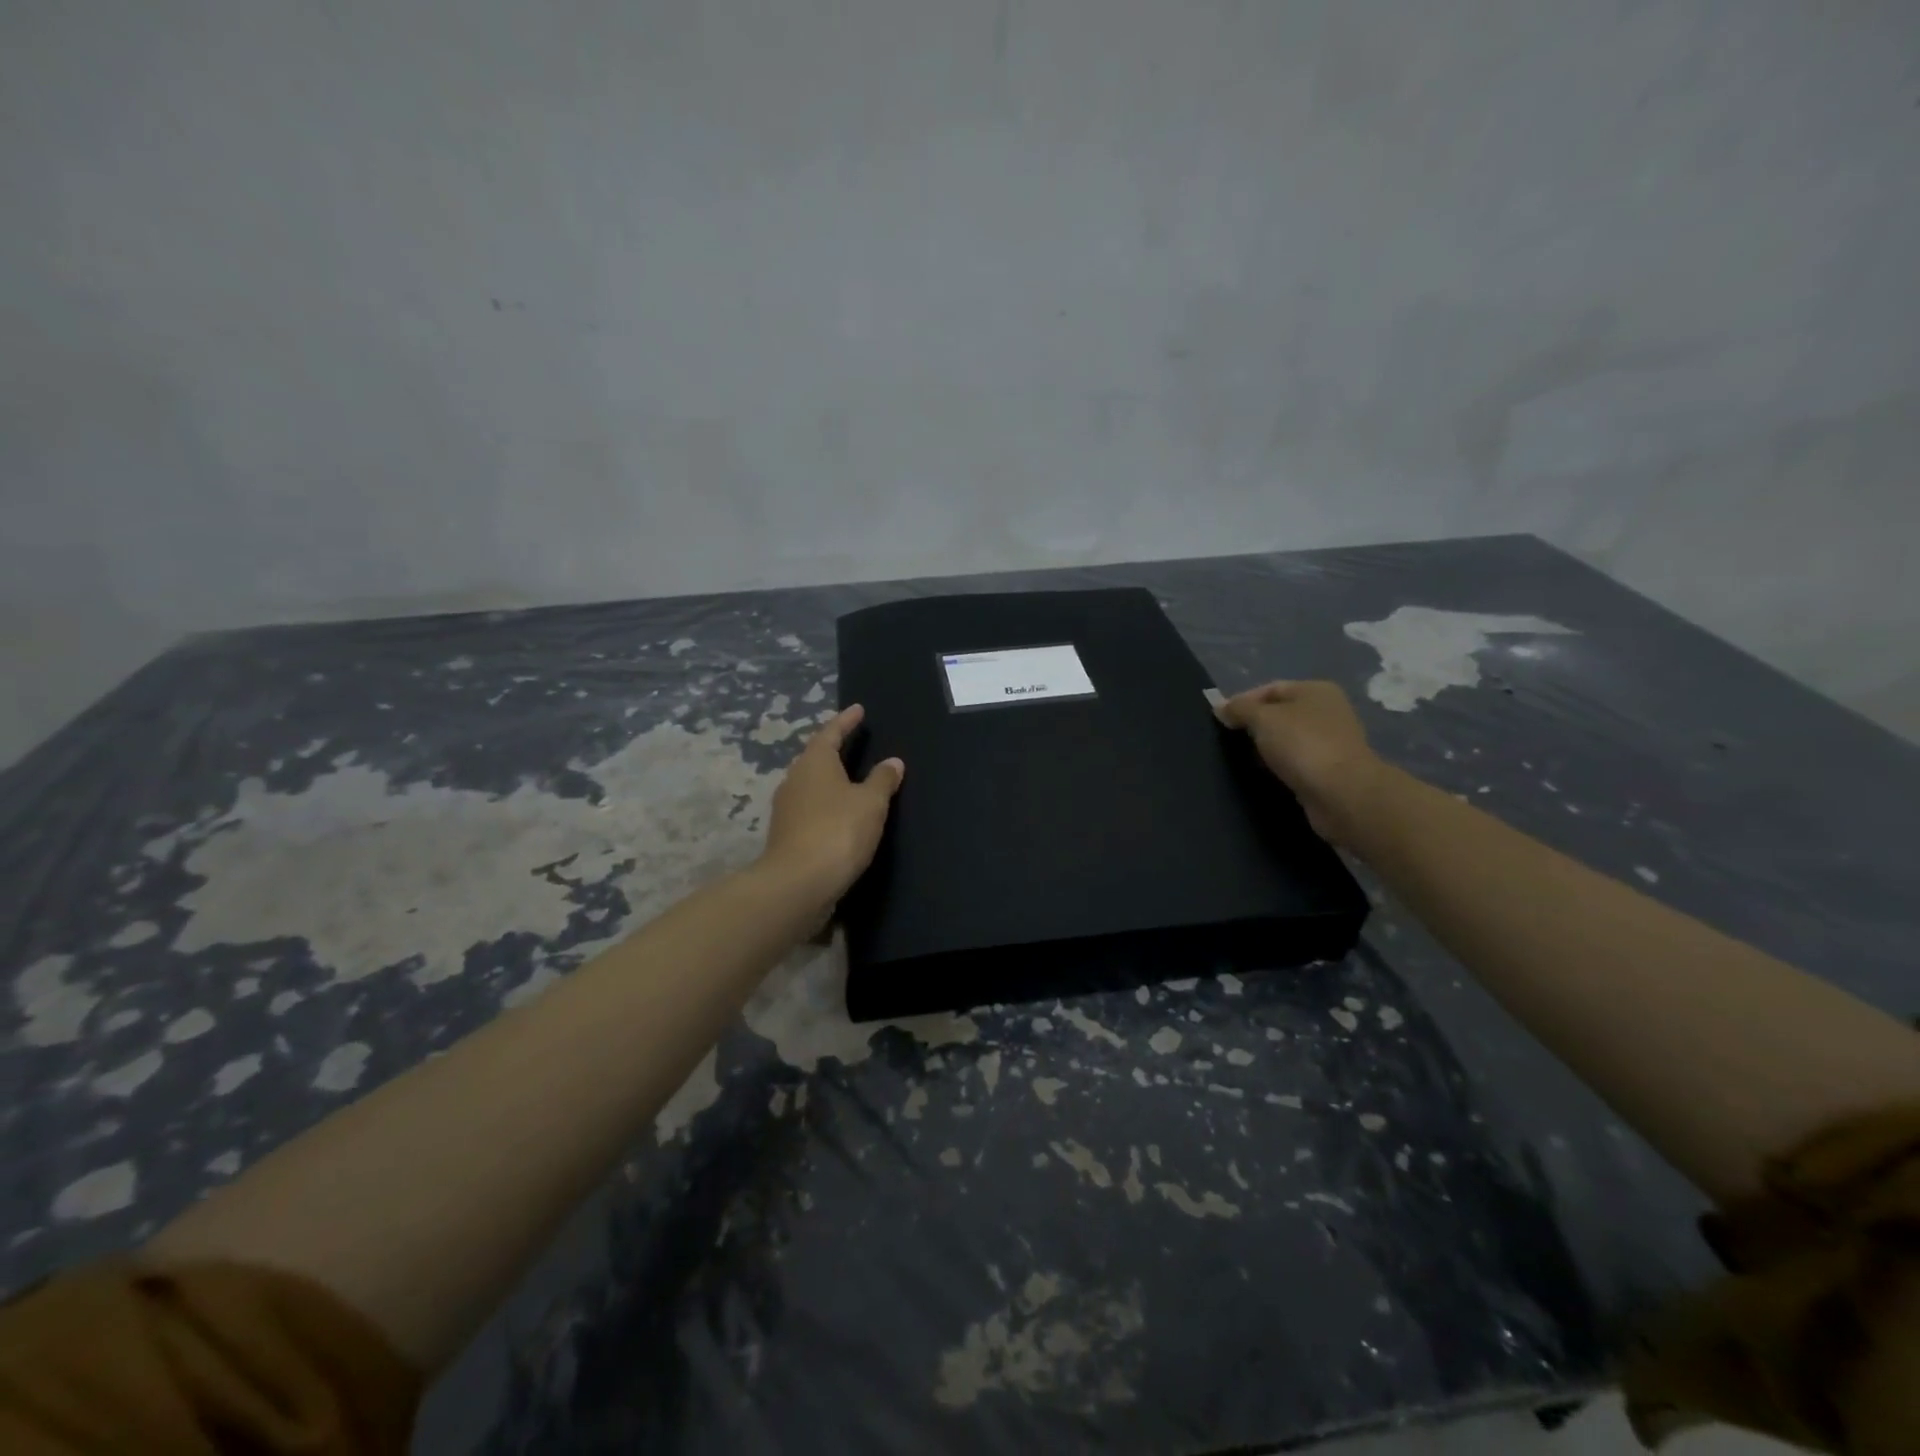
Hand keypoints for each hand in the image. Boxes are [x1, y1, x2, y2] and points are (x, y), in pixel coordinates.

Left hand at [759, 704, 904, 905]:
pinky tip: (839, 813)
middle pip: (815, 757)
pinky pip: (810, 807)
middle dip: (833, 748)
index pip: (831, 733)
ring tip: (849, 777)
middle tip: (852, 741)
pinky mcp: (787, 834)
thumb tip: (893, 761)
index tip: (858, 710)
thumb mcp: (871, 803)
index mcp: (814, 762)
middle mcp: (795, 779)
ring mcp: (787, 808)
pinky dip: (826, 803)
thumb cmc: (838, 831)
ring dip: (829, 778)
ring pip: (811, 784)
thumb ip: (883, 780)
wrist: (798, 883)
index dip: (846, 721)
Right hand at [1215, 681, 1385, 842]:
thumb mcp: (1263, 719)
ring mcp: (1332, 741)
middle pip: (1280, 713)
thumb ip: (1239, 709)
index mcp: (1316, 690)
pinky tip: (1265, 774)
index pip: (1270, 688)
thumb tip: (1221, 707)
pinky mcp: (1330, 769)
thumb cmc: (1302, 745)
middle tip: (1228, 740)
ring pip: (1287, 739)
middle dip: (1254, 725)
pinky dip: (1280, 765)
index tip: (1220, 720)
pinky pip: (1296, 761)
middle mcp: (1328, 711)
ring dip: (1266, 747)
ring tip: (1242, 758)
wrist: (1342, 794)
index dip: (1243, 701)